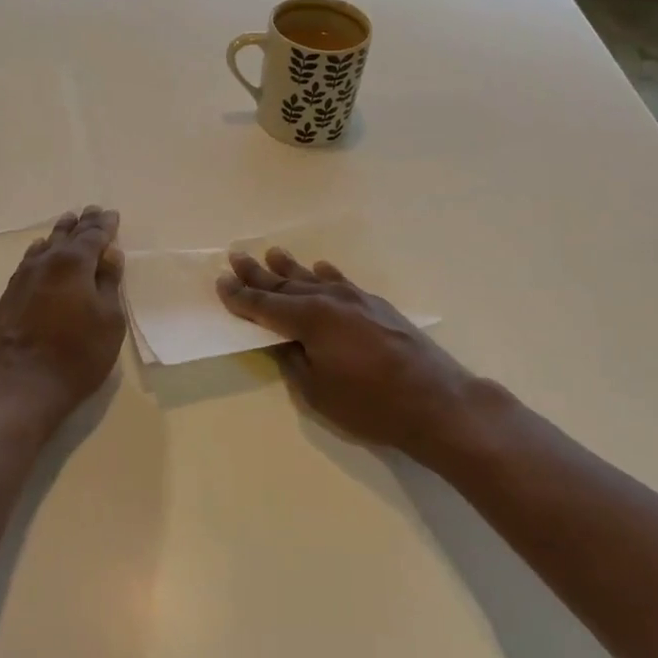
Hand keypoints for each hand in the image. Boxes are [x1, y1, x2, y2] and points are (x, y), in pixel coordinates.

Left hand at [0, 206, 125, 432]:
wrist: (21, 387)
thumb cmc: (77, 355)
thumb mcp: (109, 321)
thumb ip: (109, 283)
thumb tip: (110, 255)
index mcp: (74, 264)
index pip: (93, 236)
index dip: (105, 225)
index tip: (112, 214)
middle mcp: (46, 263)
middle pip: (67, 235)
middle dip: (82, 223)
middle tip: (91, 210)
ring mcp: (22, 278)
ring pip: (44, 246)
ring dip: (59, 234)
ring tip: (67, 223)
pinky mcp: (9, 297)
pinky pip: (28, 262)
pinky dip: (39, 252)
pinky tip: (38, 251)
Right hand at [216, 249, 509, 457]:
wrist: (436, 401)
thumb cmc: (371, 404)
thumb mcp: (318, 392)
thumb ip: (294, 361)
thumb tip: (284, 342)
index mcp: (309, 320)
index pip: (264, 305)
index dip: (240, 296)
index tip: (221, 281)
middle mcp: (330, 300)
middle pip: (286, 285)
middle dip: (258, 273)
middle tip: (236, 255)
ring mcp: (357, 299)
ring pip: (314, 279)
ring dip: (291, 268)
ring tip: (272, 253)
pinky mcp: (378, 306)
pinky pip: (342, 282)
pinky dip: (327, 275)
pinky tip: (321, 268)